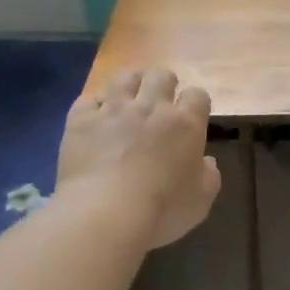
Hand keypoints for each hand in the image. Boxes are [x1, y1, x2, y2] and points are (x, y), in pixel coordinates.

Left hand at [57, 69, 220, 248]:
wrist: (106, 213)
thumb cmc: (162, 210)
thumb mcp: (201, 201)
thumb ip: (209, 176)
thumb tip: (206, 161)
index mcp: (185, 124)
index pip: (198, 95)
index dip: (196, 103)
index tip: (193, 116)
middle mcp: (151, 107)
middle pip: (161, 76)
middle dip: (164, 84)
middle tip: (161, 103)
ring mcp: (113, 110)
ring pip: (125, 77)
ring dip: (131, 84)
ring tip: (129, 99)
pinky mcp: (81, 119)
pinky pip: (88, 99)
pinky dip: (95, 106)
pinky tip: (96, 119)